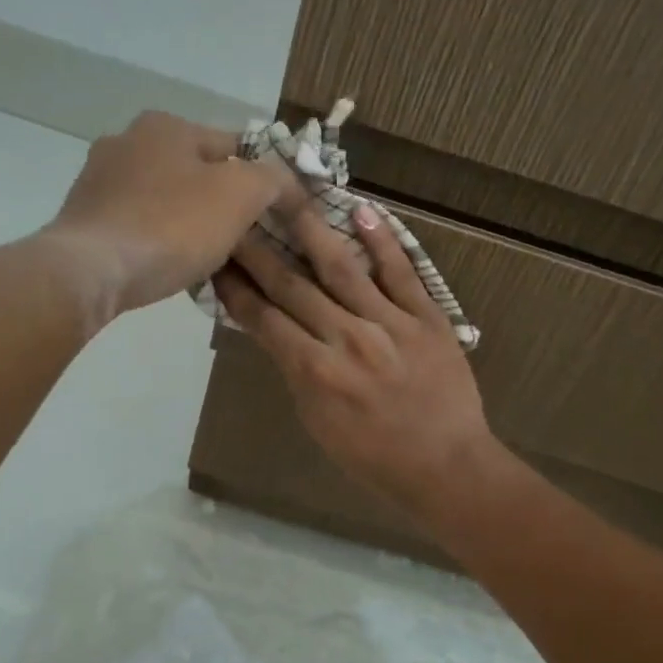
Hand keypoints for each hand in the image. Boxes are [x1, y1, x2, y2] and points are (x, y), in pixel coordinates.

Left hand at [44, 111, 298, 325]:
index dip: (262, 180)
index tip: (274, 216)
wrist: (91, 272)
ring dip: (188, 220)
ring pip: (166, 198)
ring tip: (208, 257)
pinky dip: (158, 237)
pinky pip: (138, 222)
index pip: (235, 146)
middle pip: (198, 171)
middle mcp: (127, 140)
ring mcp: (99, 179)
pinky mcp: (84, 216)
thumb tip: (288, 183)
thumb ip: (273, 179)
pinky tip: (168, 263)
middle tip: (243, 240)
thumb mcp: (241, 195)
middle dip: (222, 201)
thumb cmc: (171, 226)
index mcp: (166, 125)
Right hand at [214, 200, 504, 520]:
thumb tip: (278, 331)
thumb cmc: (375, 457)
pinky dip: (381, 241)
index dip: (236, 288)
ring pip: (341, 268)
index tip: (216, 260)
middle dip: (258, 251)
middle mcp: (346, 339)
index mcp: (314, 372)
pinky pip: (401, 273)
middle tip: (234, 218)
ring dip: (309, 230)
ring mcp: (390, 324)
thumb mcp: (319, 423)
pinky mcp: (427, 317)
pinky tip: (361, 211)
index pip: (264, 319)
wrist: (446, 467)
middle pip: (292, 286)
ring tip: (285, 195)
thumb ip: (297, 373)